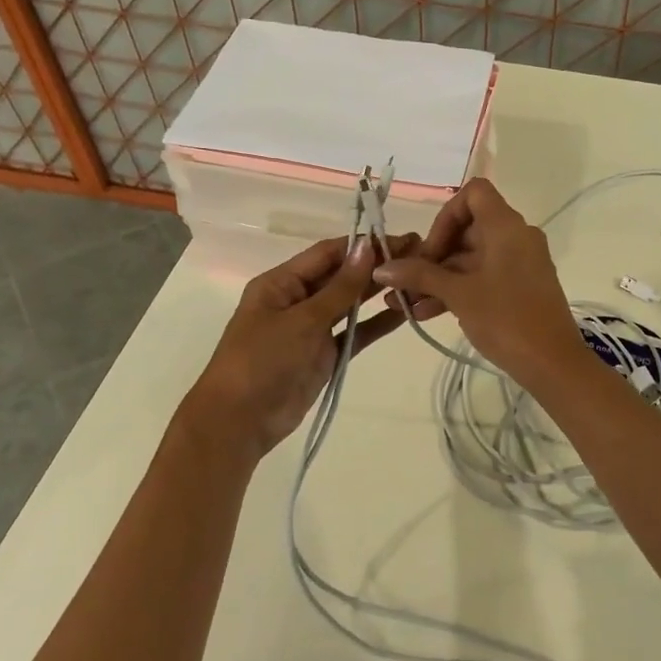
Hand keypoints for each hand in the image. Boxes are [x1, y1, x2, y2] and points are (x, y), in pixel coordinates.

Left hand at [178, 234, 412, 461]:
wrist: (240, 422)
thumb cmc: (262, 360)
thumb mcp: (302, 320)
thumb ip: (340, 287)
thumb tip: (367, 247)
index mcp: (281, 283)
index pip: (328, 253)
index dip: (363, 244)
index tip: (401, 238)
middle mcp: (297, 300)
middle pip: (342, 275)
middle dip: (376, 265)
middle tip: (420, 254)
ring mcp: (312, 328)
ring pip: (351, 303)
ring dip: (379, 291)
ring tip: (418, 278)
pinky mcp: (325, 354)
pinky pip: (355, 333)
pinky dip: (377, 323)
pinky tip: (406, 313)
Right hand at [371, 179, 582, 381]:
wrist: (553, 364)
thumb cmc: (506, 318)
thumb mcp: (458, 295)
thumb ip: (420, 275)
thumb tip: (382, 268)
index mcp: (506, 226)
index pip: (474, 193)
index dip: (446, 216)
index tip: (429, 250)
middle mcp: (516, 237)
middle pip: (468, 229)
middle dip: (433, 255)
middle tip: (406, 282)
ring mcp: (520, 263)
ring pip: (472, 258)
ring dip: (438, 278)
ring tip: (405, 303)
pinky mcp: (521, 288)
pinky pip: (484, 277)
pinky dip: (458, 290)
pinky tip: (426, 313)